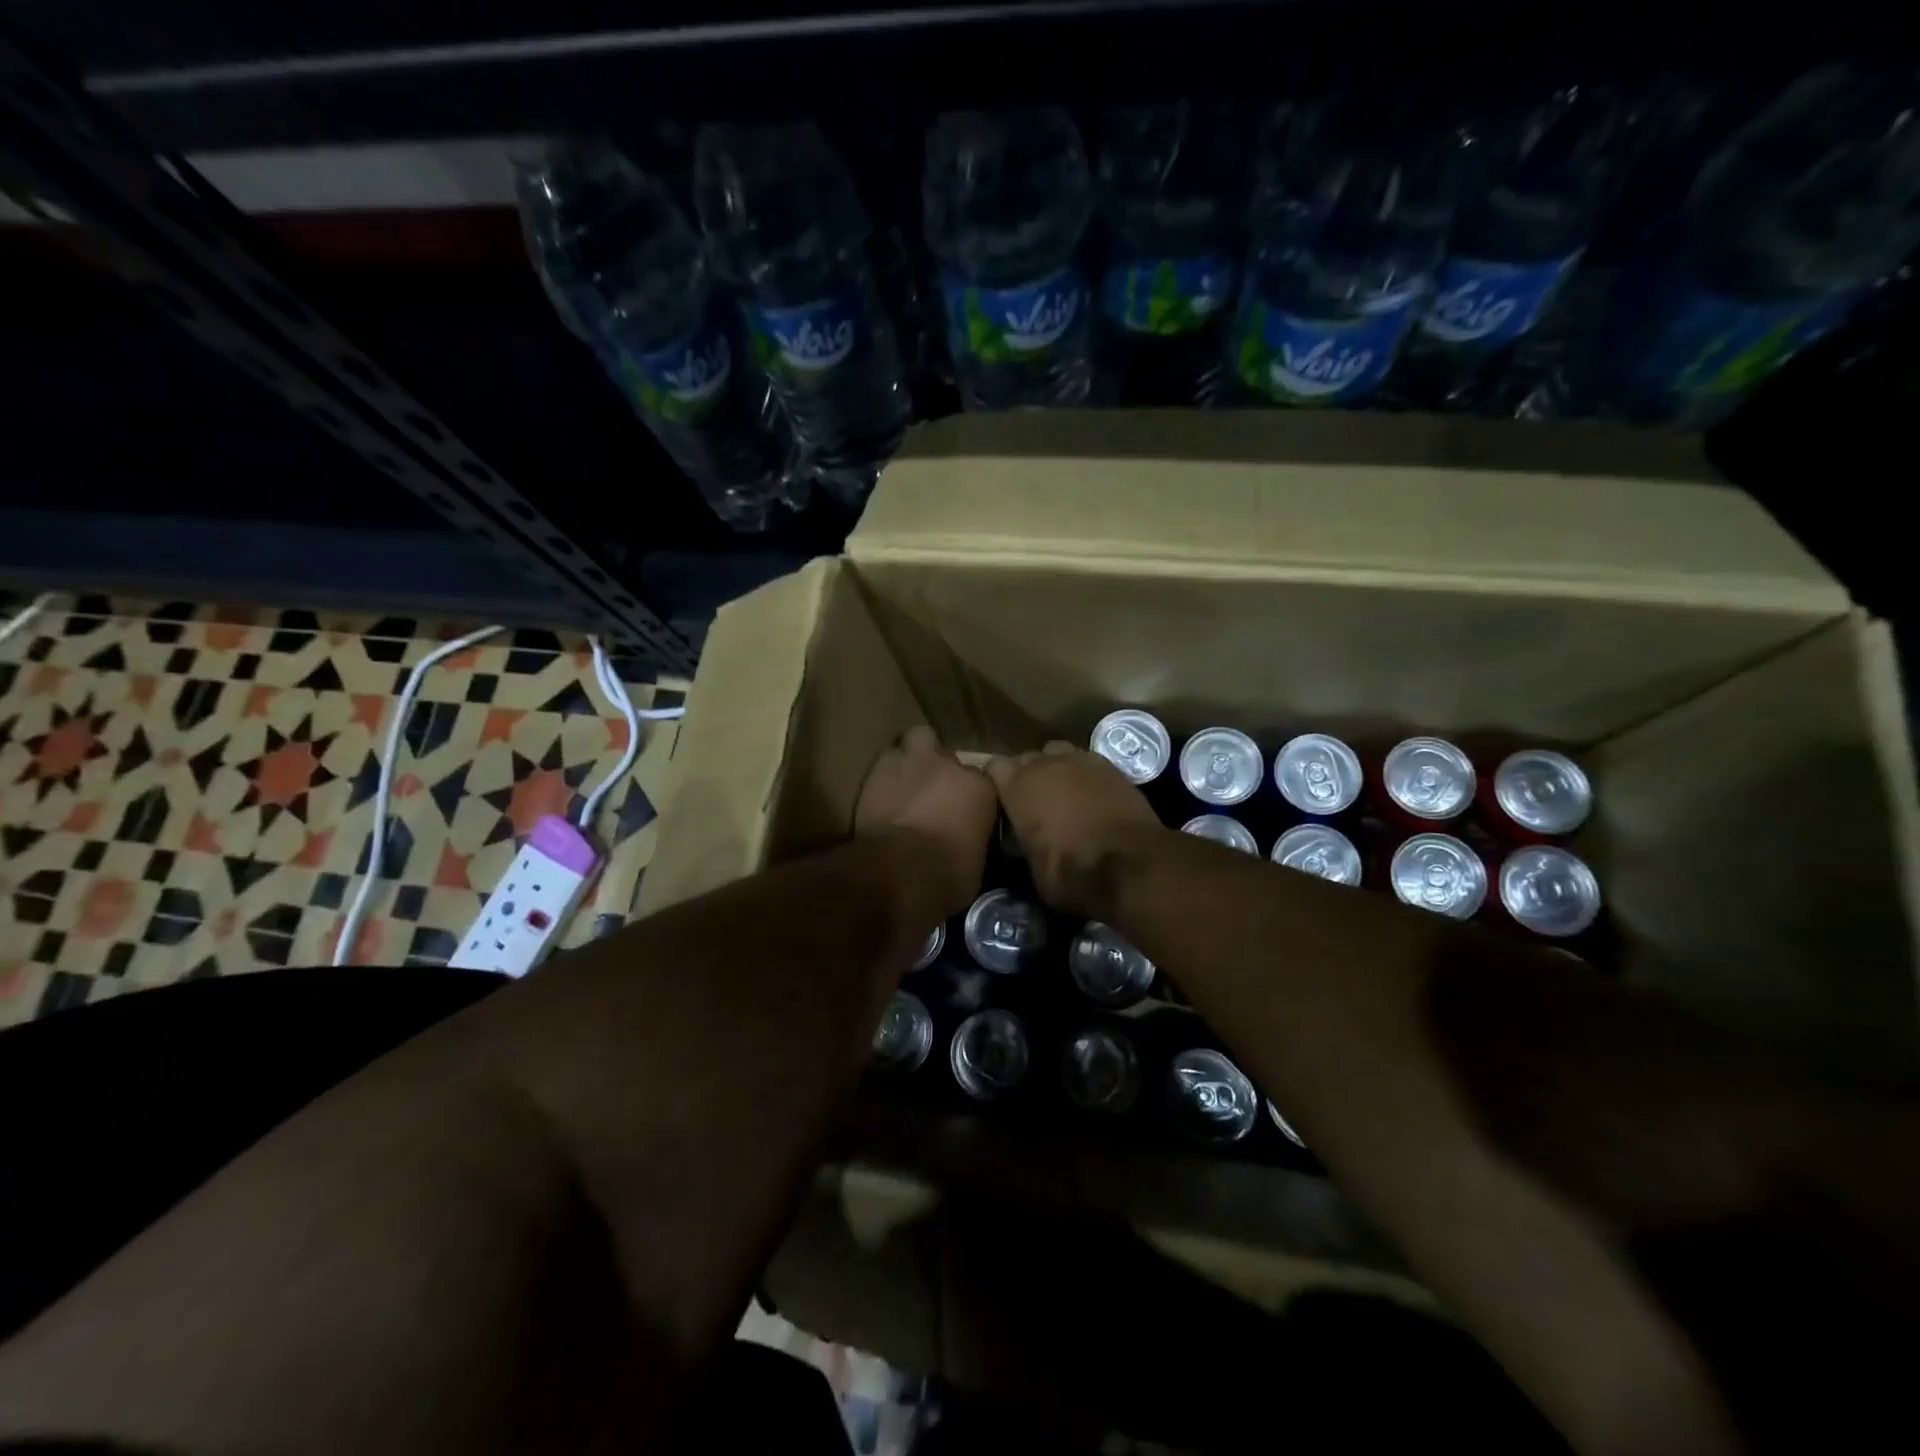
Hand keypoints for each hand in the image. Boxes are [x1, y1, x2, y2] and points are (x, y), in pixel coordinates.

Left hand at [855, 726, 997, 918]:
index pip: (982, 782)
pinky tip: (884, 789)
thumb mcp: (976, 864)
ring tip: (909, 779)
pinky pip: (888, 757)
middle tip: (933, 794)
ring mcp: (914, 761)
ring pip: (919, 738)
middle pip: (950, 756)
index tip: (963, 814)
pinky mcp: (879, 767)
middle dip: (942, 771)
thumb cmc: (946, 876)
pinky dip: (888, 772)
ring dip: (916, 756)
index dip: (970, 798)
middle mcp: (951, 765)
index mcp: (982, 788)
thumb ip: (974, 840)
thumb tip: (968, 843)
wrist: (899, 870)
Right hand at [987, 742, 1161, 916]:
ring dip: (1056, 770)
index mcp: (1017, 787)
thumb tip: (1022, 844)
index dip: (998, 783)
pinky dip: (1084, 775)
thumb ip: (1022, 844)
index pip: (995, 767)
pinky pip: (1086, 761)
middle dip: (1027, 776)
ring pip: (1057, 753)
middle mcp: (1045, 764)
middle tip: (1033, 803)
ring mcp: (1079, 760)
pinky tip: (1091, 796)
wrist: (1130, 864)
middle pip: (1027, 759)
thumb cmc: (1072, 873)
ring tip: (1063, 794)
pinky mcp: (1109, 765)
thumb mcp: (1032, 870)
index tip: (1002, 802)